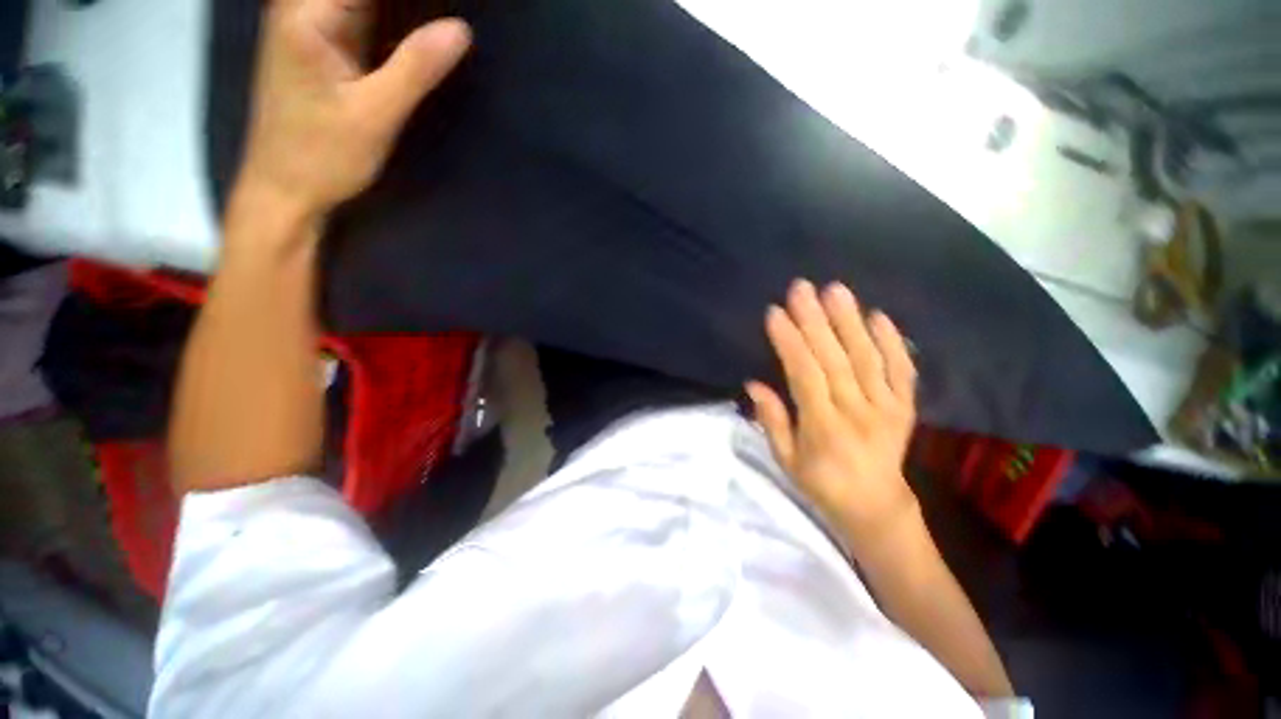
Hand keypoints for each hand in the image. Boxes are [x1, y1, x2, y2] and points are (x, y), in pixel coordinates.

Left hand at [236, 0, 470, 223]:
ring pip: (363, 1)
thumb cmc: (321, 155)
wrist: (284, 188)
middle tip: (452, 14)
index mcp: (307, 13)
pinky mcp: (326, 45)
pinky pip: (362, 15)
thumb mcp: (374, 115)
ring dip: (402, 10)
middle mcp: (303, 7)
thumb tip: (461, 29)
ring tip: (440, 23)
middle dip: (409, 5)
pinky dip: (392, 18)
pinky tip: (418, 31)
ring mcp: (314, 25)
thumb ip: (415, 68)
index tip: (453, 8)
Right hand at [747, 280, 919, 541]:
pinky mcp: (905, 406)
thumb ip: (772, 421)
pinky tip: (878, 315)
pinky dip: (892, 341)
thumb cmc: (822, 483)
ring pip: (867, 357)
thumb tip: (754, 384)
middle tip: (801, 288)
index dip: (789, 342)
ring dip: (849, 321)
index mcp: (824, 428)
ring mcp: (887, 407)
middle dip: (815, 320)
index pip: (805, 375)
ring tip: (835, 290)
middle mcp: (858, 412)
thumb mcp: (786, 460)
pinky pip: (902, 370)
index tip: (775, 313)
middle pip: (835, 359)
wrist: (877, 506)